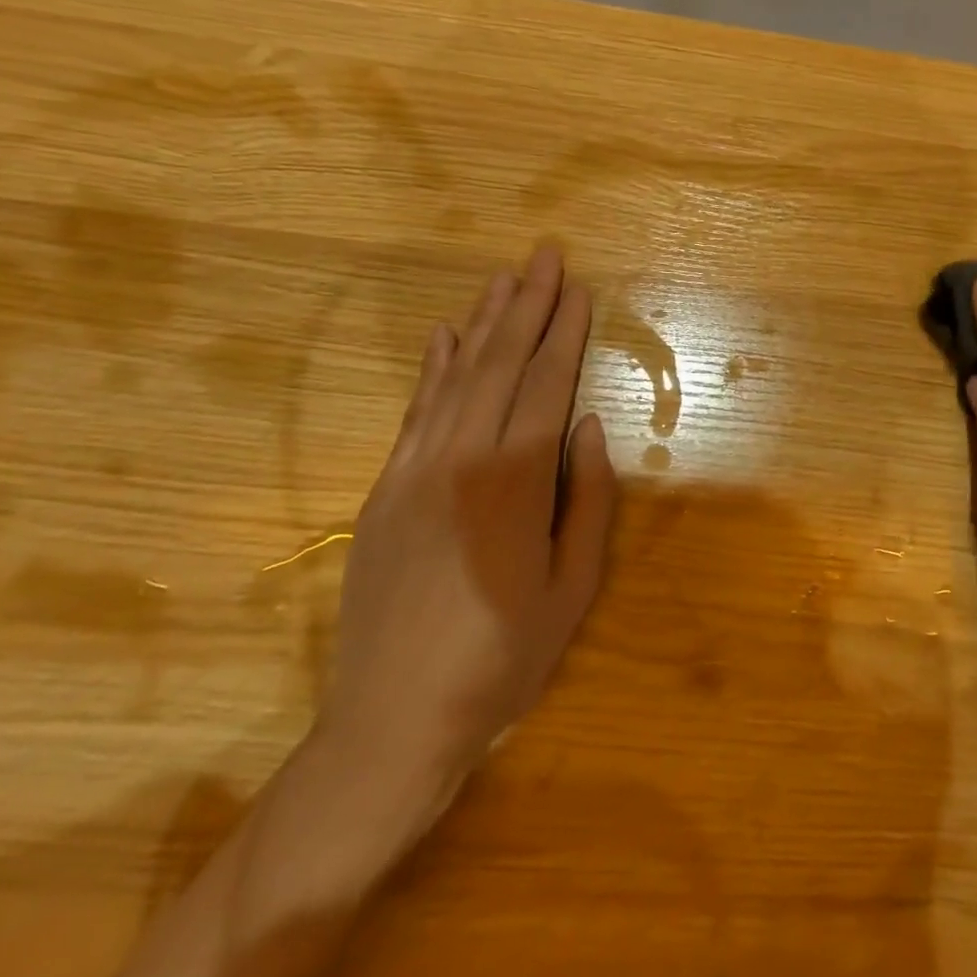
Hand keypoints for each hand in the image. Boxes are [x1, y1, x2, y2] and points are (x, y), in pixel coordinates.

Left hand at [316, 245, 617, 817]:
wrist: (393, 720)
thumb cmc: (503, 657)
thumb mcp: (574, 587)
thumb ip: (588, 499)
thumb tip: (591, 426)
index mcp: (515, 481)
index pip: (546, 385)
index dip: (564, 333)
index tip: (578, 290)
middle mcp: (461, 459)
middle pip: (499, 364)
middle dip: (527, 305)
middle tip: (545, 256)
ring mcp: (415, 470)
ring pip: (455, 376)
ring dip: (482, 322)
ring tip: (505, 278)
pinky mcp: (385, 489)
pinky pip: (415, 412)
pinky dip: (432, 368)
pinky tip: (444, 336)